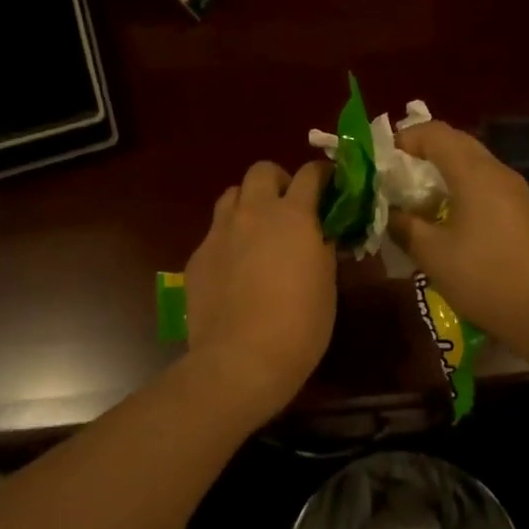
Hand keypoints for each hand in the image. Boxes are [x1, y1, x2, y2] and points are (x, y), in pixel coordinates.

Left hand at [184, 159, 336, 421]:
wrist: (241, 358)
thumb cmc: (299, 325)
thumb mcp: (326, 283)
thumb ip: (323, 248)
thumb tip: (322, 234)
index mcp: (293, 215)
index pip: (310, 174)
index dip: (323, 175)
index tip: (331, 186)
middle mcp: (253, 213)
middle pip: (261, 171)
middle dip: (278, 181)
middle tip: (290, 207)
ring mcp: (220, 232)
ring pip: (231, 195)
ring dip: (248, 203)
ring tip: (258, 230)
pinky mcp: (197, 256)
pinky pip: (215, 232)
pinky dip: (229, 237)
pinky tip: (236, 266)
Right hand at [386, 122, 528, 354]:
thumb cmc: (482, 277)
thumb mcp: (431, 253)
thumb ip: (403, 225)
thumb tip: (387, 211)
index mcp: (474, 173)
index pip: (435, 133)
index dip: (404, 138)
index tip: (380, 160)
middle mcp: (497, 172)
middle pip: (456, 143)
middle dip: (421, 152)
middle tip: (393, 176)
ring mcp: (513, 191)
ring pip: (471, 164)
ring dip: (440, 172)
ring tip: (413, 197)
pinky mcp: (520, 211)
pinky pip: (483, 184)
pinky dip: (458, 188)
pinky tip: (443, 217)